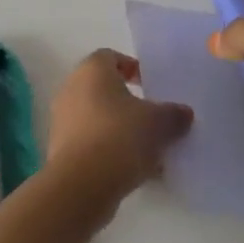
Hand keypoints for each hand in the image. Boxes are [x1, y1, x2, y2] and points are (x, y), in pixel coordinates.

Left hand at [46, 50, 192, 200]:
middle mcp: (71, 89)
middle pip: (103, 89)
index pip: (110, 57)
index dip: (131, 67)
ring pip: (97, 118)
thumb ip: (174, 114)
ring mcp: (62, 121)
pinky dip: (108, 151)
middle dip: (128, 103)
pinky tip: (132, 170)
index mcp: (92, 70)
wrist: (81, 185)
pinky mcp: (60, 151)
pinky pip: (90, 143)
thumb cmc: (120, 137)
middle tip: (152, 117)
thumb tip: (184, 113)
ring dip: (119, 129)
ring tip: (147, 149)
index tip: (149, 84)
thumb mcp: (159, 123)